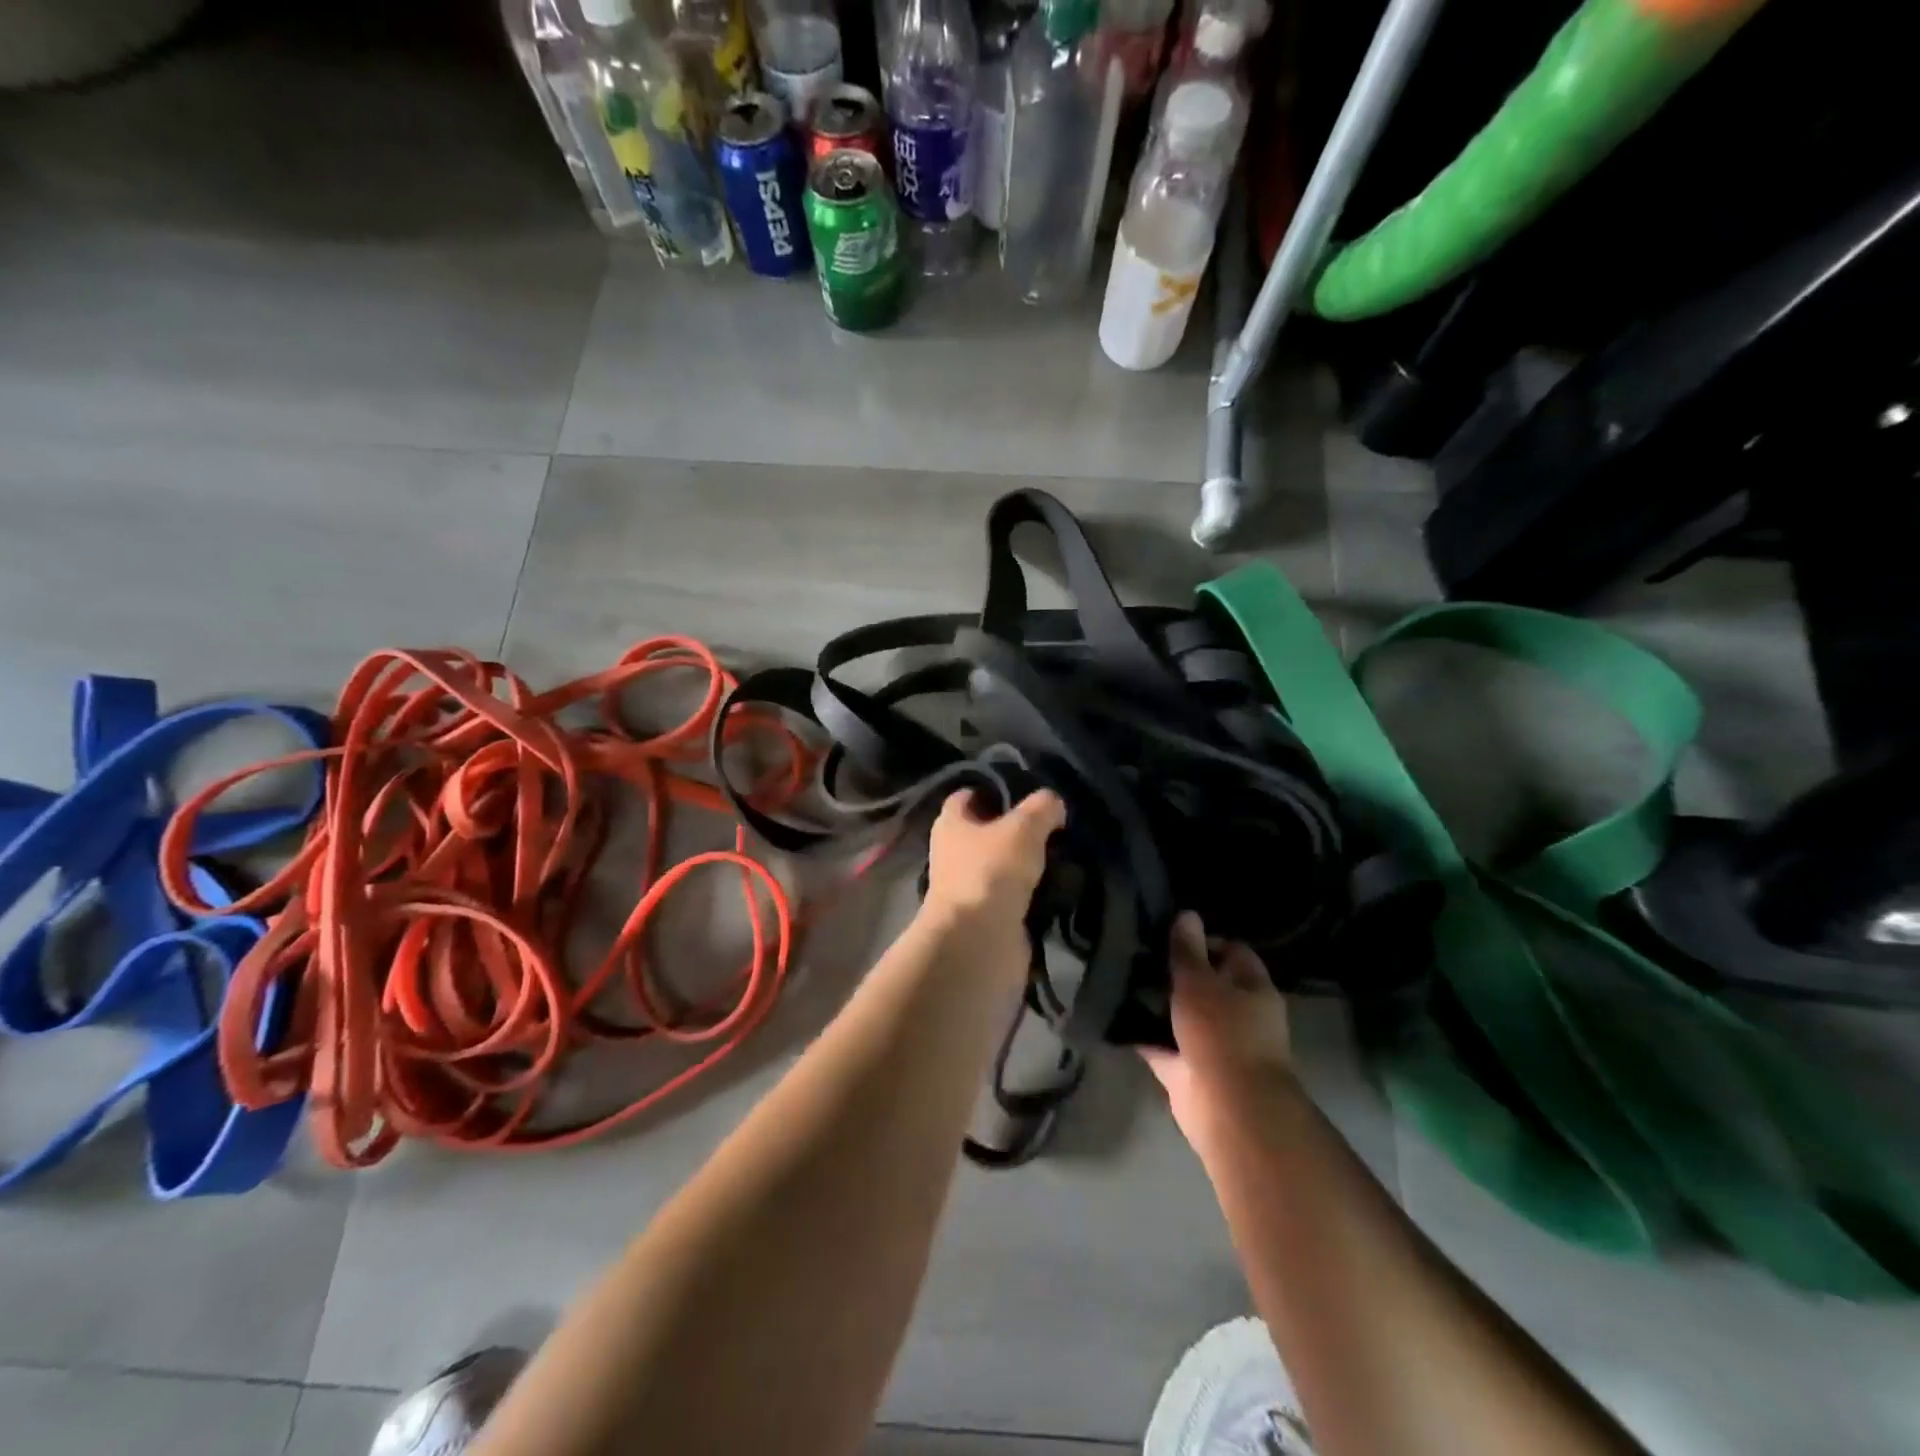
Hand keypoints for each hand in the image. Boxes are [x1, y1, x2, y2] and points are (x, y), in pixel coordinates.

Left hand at [923, 788, 1064, 928]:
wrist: (979, 942)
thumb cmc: (990, 872)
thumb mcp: (1023, 827)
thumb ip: (1041, 808)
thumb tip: (1053, 803)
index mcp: (951, 824)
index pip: (967, 796)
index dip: (993, 789)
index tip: (1026, 789)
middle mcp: (954, 854)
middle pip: (987, 833)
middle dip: (1017, 829)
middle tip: (1055, 824)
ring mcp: (970, 888)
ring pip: (1003, 866)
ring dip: (1028, 864)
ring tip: (1065, 854)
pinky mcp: (988, 918)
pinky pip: (1014, 898)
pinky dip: (1034, 894)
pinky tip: (1061, 886)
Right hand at [1140, 912, 1295, 1150]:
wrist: (1228, 1109)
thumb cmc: (1222, 1034)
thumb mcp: (1200, 982)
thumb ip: (1188, 951)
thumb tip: (1187, 914)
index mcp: (1252, 989)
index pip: (1232, 952)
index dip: (1204, 941)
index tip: (1170, 937)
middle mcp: (1237, 1016)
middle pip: (1205, 984)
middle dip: (1174, 973)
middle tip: (1138, 955)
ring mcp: (1213, 1045)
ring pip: (1181, 1016)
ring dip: (1157, 1004)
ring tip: (1121, 979)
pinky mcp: (1188, 1071)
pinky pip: (1162, 1046)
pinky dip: (1142, 1036)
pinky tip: (1114, 1016)